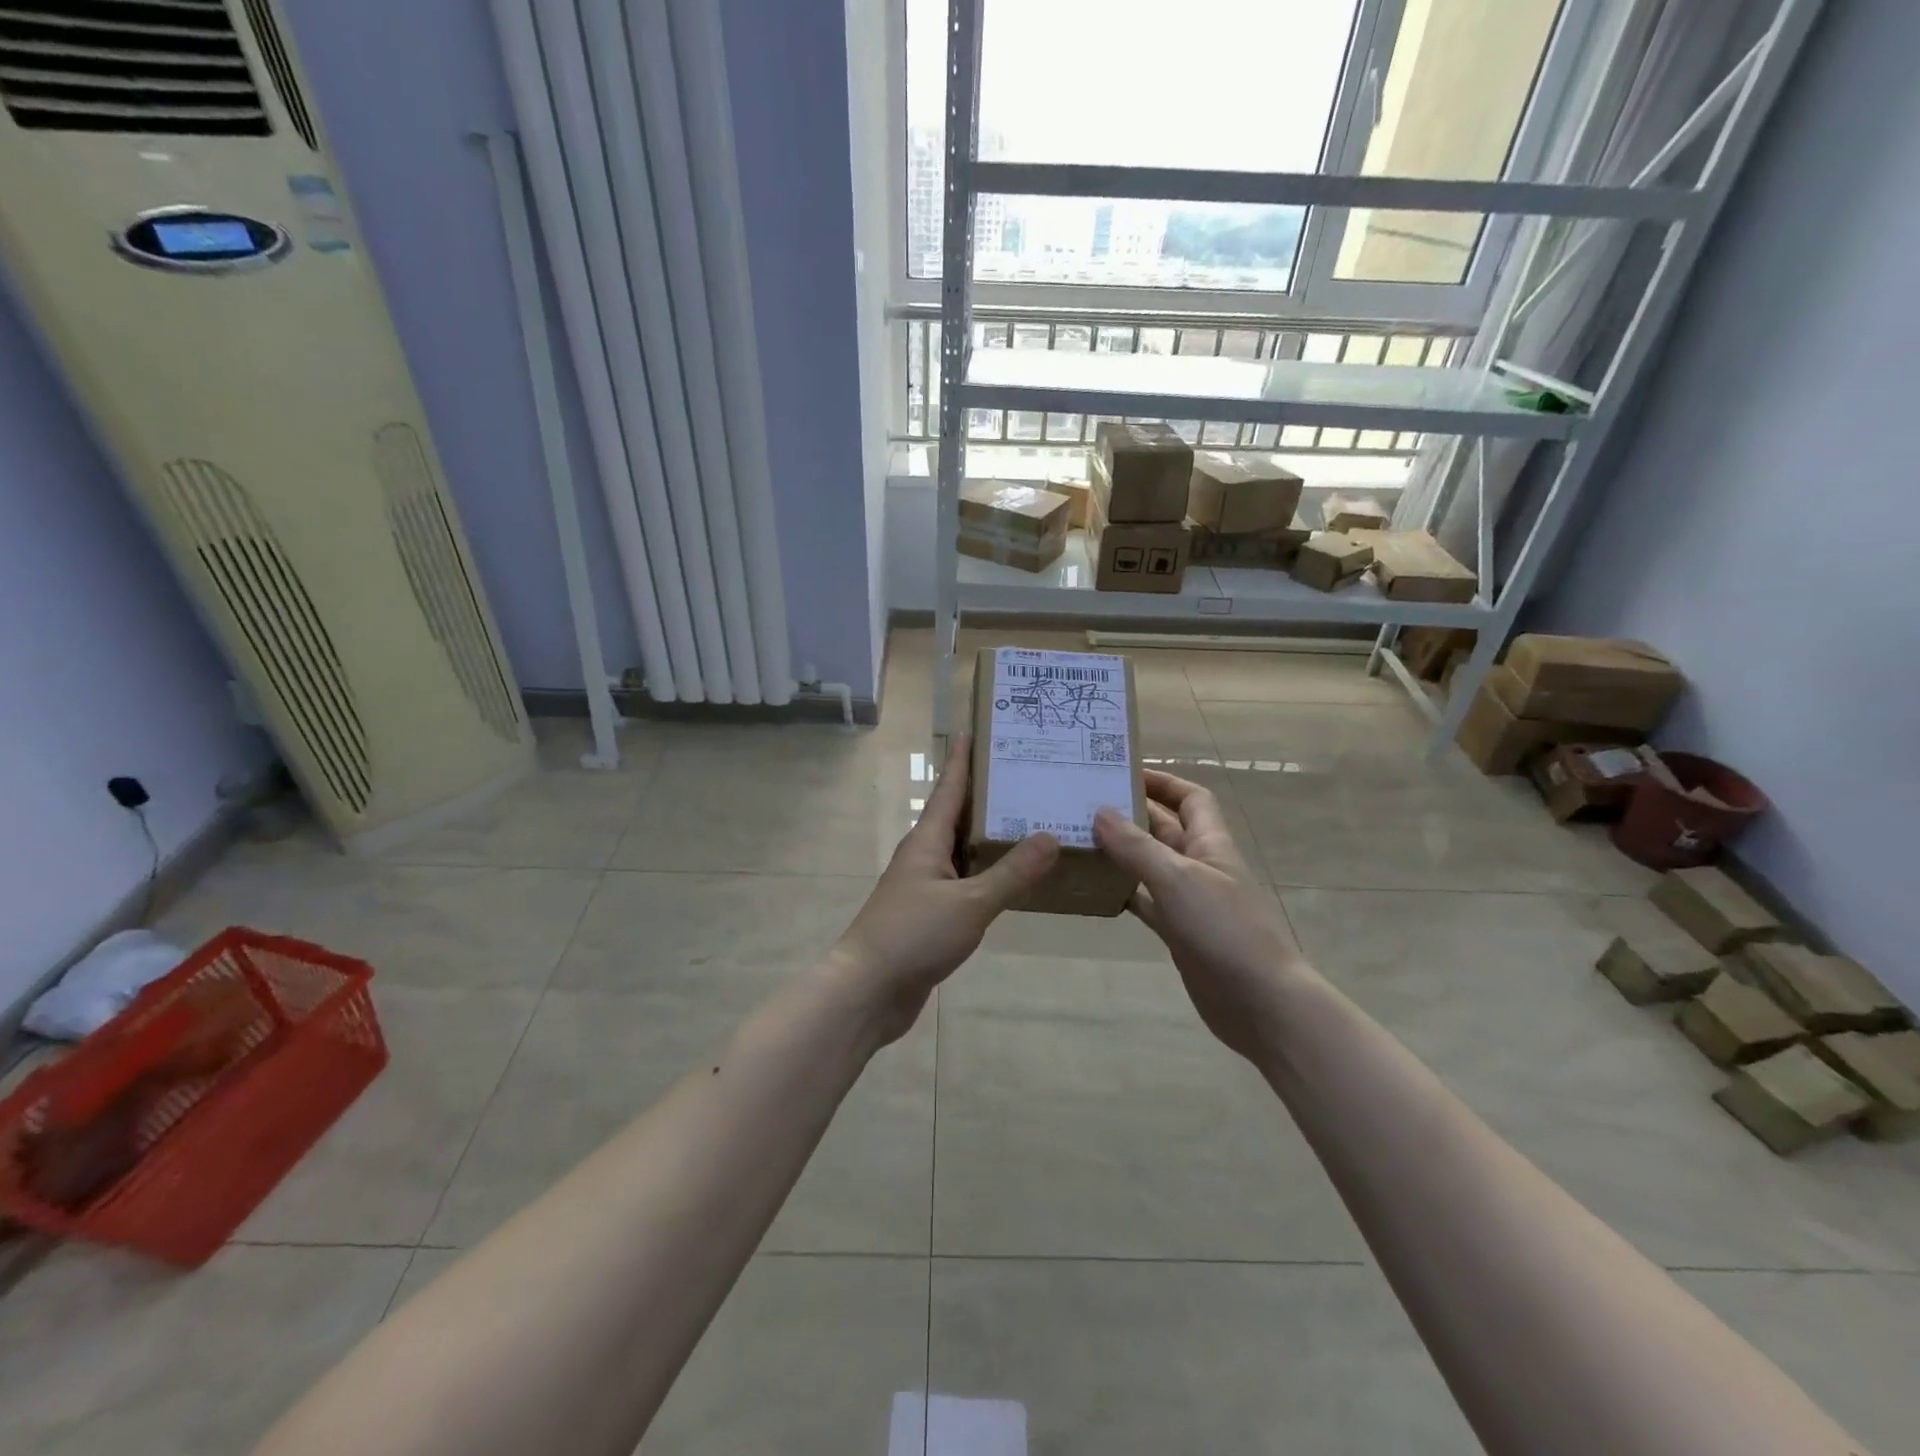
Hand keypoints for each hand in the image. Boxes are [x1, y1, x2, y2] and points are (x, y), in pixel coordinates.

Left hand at [828, 735, 1058, 1044]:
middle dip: (986, 796)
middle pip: (957, 816)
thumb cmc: (913, 935)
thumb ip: (1011, 873)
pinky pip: (965, 883)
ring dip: (989, 837)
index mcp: (927, 842)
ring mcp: (925, 887)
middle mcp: (924, 857)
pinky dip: (987, 874)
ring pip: (962, 852)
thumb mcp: (969, 903)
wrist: (868, 991)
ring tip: (1027, 822)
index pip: (949, 790)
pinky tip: (1012, 879)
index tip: (974, 731)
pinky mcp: (930, 916)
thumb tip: (1050, 836)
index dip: (962, 761)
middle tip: (1023, 776)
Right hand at [1094, 771, 1302, 1060]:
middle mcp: (1200, 866)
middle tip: (1085, 804)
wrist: (1260, 1002)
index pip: (1191, 798)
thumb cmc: (1224, 929)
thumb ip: (1137, 846)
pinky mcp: (1179, 932)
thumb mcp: (1177, 878)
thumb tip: (1100, 811)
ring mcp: (1190, 901)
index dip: (1163, 782)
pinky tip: (1095, 889)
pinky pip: (1146, 902)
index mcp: (1210, 843)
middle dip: (1132, 814)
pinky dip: (1124, 893)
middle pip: (1165, 829)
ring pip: (1151, 865)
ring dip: (1122, 853)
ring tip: (1080, 840)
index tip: (1124, 773)